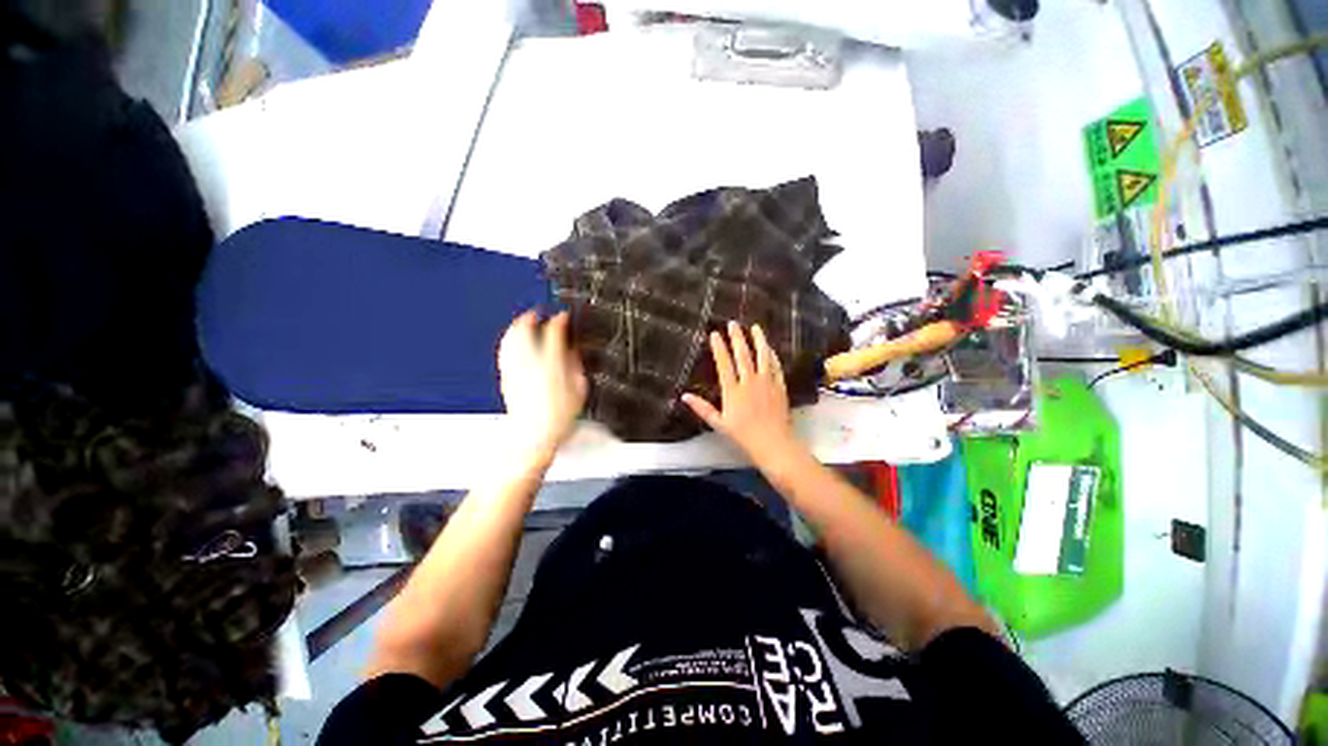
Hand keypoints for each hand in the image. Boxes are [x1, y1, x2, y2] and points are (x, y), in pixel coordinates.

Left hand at [498, 311, 587, 462]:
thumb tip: (572, 350)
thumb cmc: (559, 416)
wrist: (534, 436)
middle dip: (531, 317)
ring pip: (511, 339)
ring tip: (524, 321)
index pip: (554, 333)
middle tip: (538, 313)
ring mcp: (515, 370)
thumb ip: (575, 365)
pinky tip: (512, 341)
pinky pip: (505, 352)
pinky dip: (509, 341)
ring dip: (517, 327)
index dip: (560, 320)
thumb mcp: (579, 389)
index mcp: (551, 364)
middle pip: (524, 330)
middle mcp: (530, 363)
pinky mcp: (507, 378)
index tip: (563, 316)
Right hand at [682, 322, 802, 464]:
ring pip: (762, 356)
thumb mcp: (719, 424)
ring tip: (755, 327)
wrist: (774, 443)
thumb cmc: (743, 435)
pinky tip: (769, 348)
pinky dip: (772, 356)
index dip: (719, 347)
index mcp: (733, 391)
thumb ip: (702, 408)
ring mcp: (767, 383)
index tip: (715, 334)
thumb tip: (684, 397)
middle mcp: (749, 382)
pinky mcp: (780, 386)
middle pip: (743, 355)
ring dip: (759, 340)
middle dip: (737, 337)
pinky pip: (776, 367)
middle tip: (733, 323)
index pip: (724, 364)